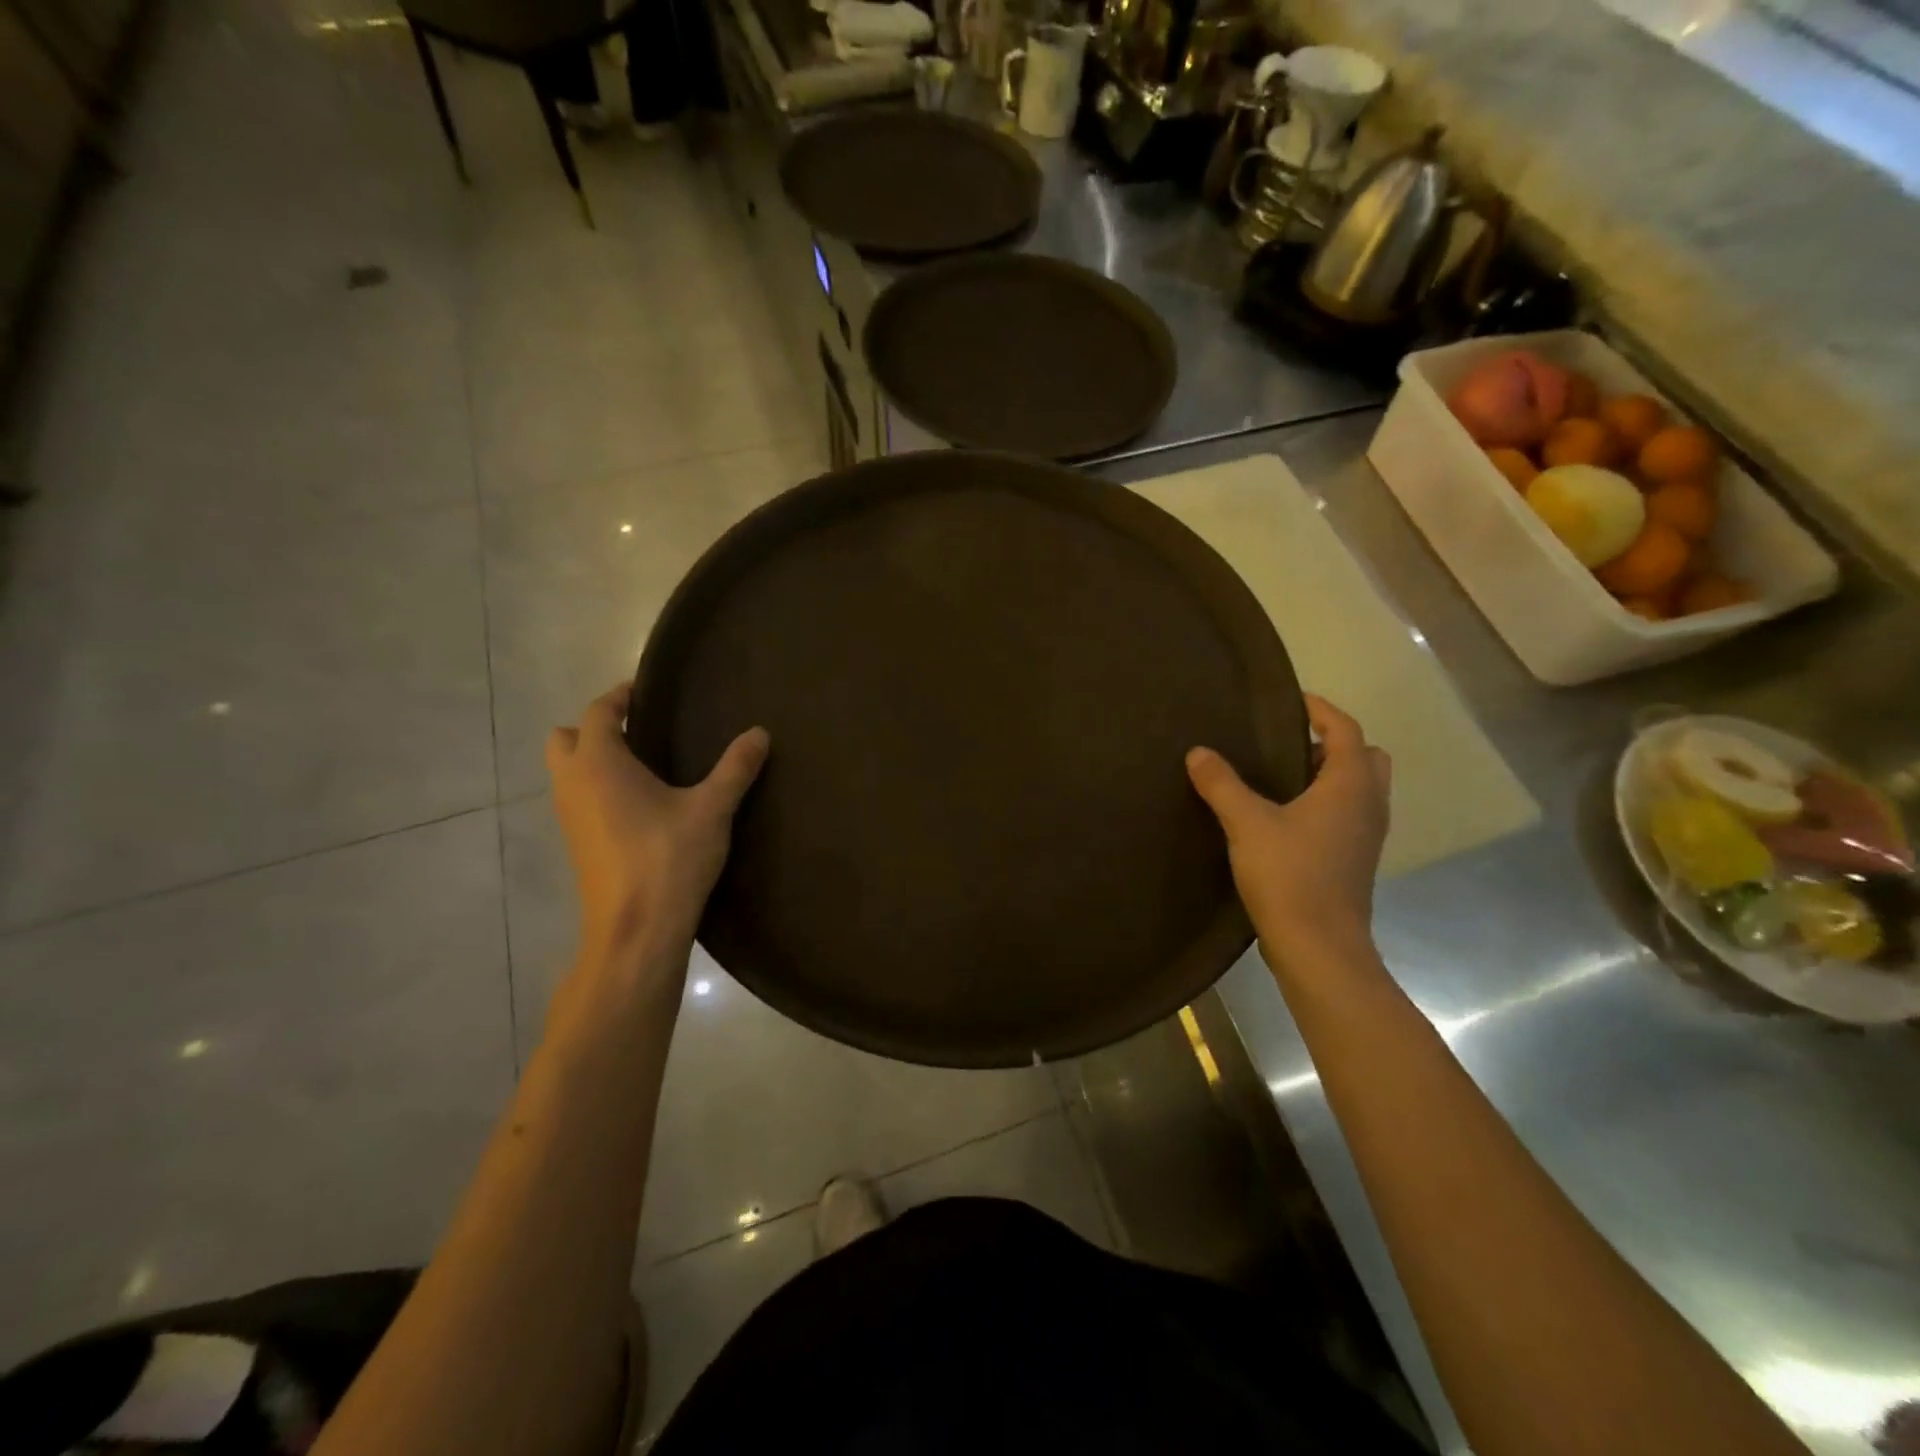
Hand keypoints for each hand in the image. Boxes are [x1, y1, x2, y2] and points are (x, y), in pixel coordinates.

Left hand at [545, 682, 769, 965]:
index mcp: (599, 764)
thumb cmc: (669, 858)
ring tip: (643, 764)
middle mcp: (573, 784)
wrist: (636, 930)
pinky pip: (577, 798)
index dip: (619, 696)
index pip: (598, 712)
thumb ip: (735, 768)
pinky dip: (596, 787)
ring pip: (567, 771)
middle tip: (639, 730)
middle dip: (595, 727)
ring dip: (593, 759)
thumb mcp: (711, 809)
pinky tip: (638, 804)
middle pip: (565, 738)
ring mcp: (568, 817)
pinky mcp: (576, 845)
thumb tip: (760, 733)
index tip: (645, 691)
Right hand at [1187, 695, 1391, 969]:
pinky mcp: (1356, 860)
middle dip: (1333, 743)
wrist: (1318, 947)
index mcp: (1350, 785)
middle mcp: (1368, 805)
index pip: (1345, 729)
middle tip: (1289, 743)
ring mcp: (1367, 836)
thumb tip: (1198, 753)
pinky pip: (1348, 814)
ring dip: (1329, 775)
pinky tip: (1286, 818)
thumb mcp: (1246, 823)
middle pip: (1365, 757)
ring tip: (1281, 777)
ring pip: (1359, 788)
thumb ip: (1222, 784)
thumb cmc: (1289, 875)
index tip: (1291, 700)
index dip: (1320, 709)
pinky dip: (1327, 803)